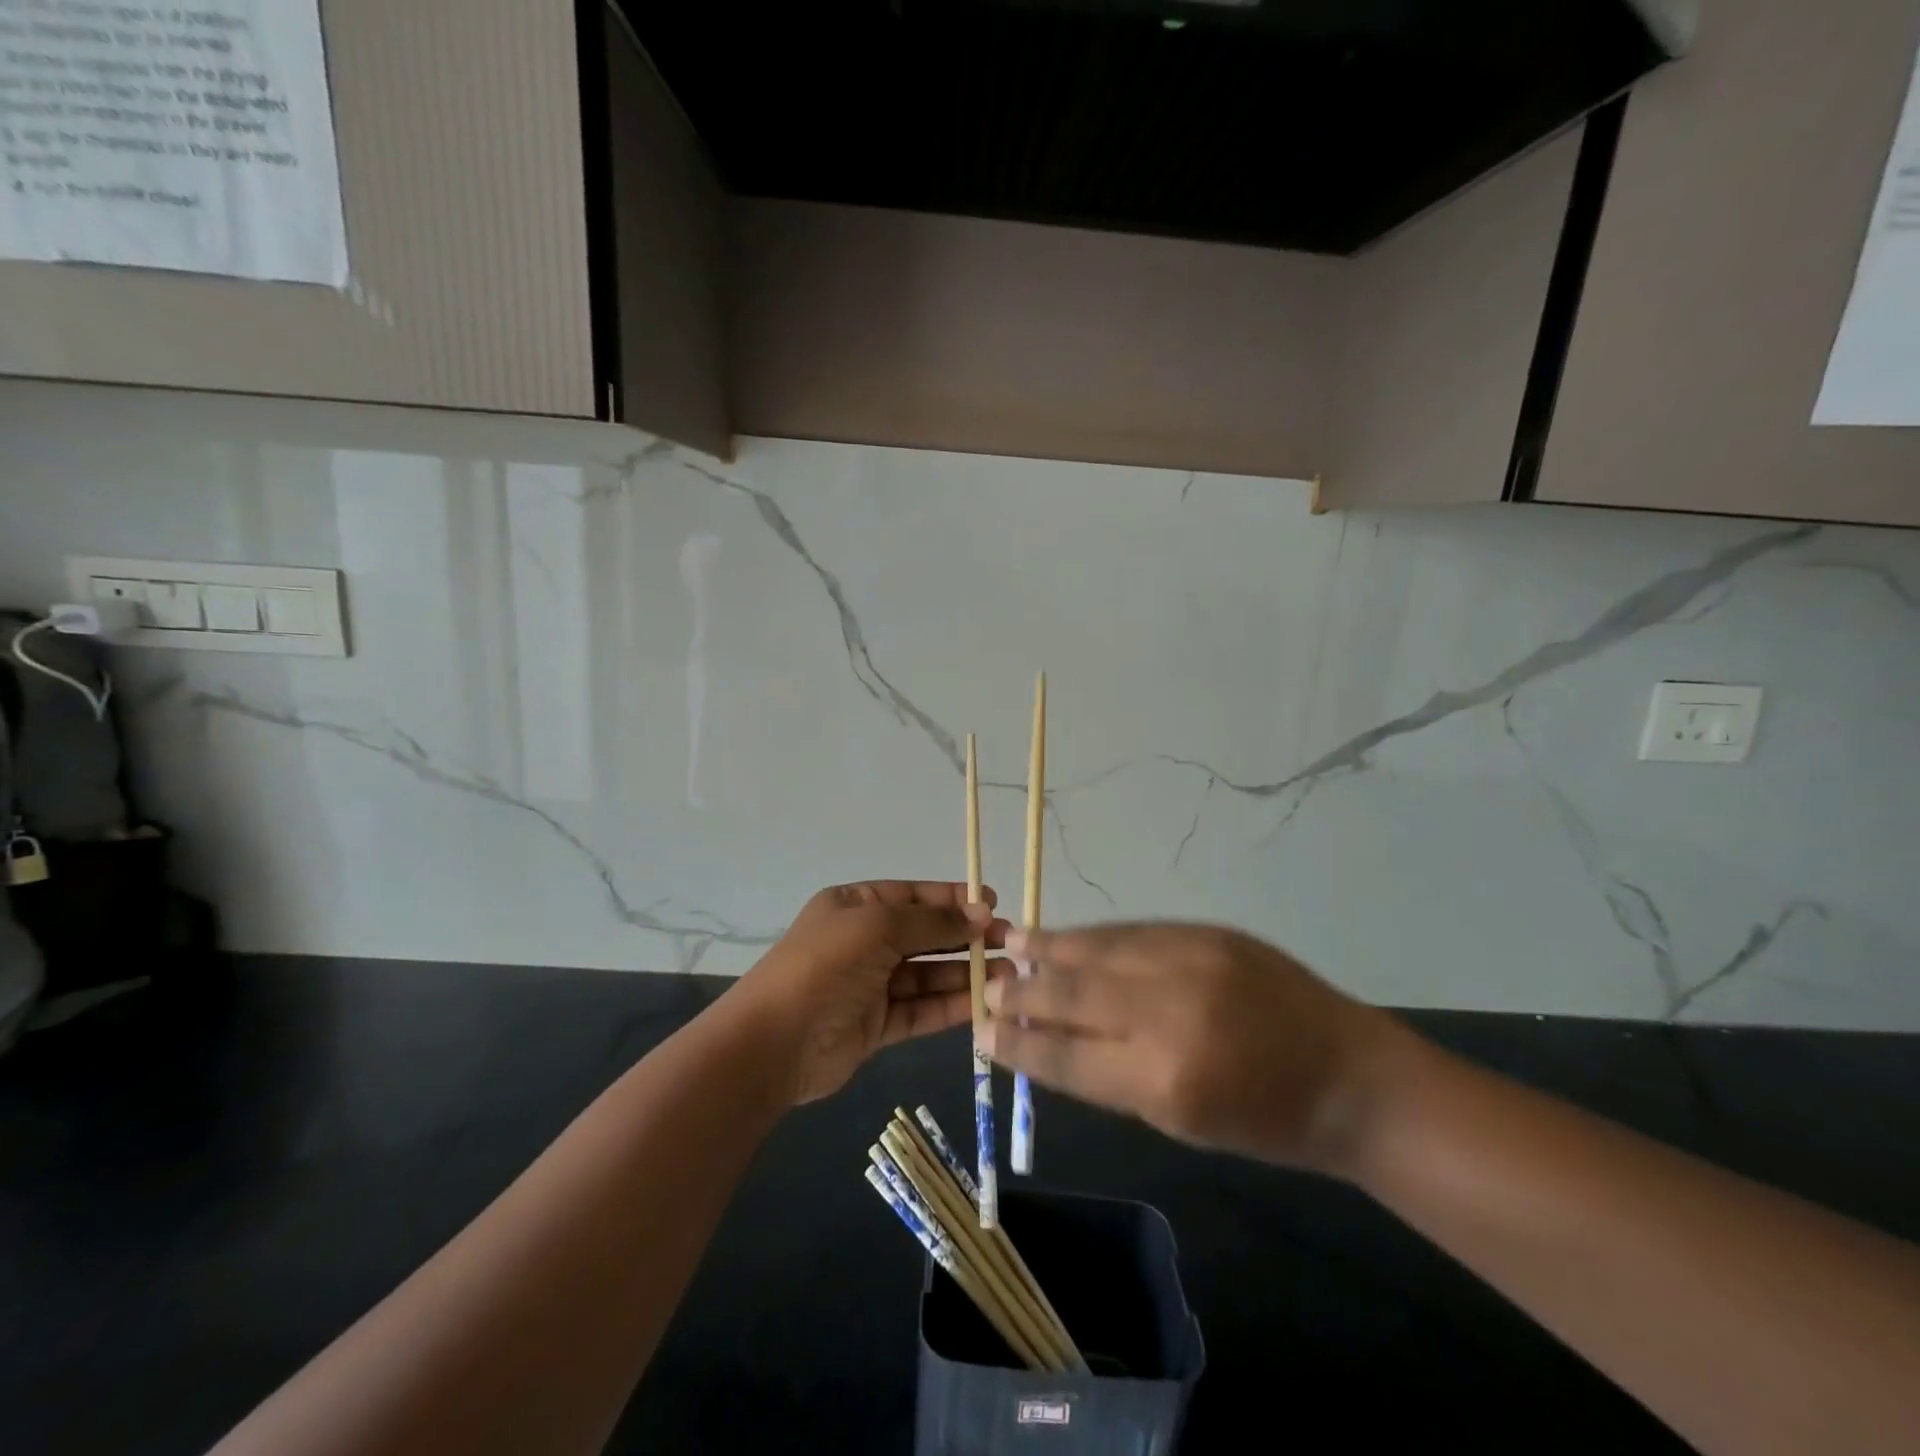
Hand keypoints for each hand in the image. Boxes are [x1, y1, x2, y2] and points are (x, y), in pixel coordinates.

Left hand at [735, 881, 1009, 1106]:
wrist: (774, 1042)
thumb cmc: (825, 965)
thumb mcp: (878, 927)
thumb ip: (932, 921)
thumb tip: (980, 913)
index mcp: (856, 906)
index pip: (913, 896)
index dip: (953, 898)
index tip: (993, 902)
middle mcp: (864, 941)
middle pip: (925, 934)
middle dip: (965, 936)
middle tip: (1009, 942)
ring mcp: (870, 985)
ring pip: (927, 974)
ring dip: (964, 973)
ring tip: (1007, 974)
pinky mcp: (877, 1026)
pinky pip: (920, 1009)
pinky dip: (950, 1006)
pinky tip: (983, 1003)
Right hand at [983, 923, 1411, 1175]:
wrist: (1350, 1076)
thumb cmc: (1265, 1121)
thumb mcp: (1180, 1121)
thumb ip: (1109, 1076)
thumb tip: (1046, 1039)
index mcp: (1164, 1079)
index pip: (1066, 1055)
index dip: (1018, 1043)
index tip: (983, 1033)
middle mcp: (1169, 1011)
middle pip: (1073, 992)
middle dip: (1023, 991)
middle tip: (989, 988)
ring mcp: (1190, 960)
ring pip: (1098, 949)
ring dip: (1051, 948)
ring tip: (1014, 944)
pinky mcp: (1207, 932)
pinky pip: (1132, 931)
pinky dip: (1096, 938)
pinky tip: (1072, 937)